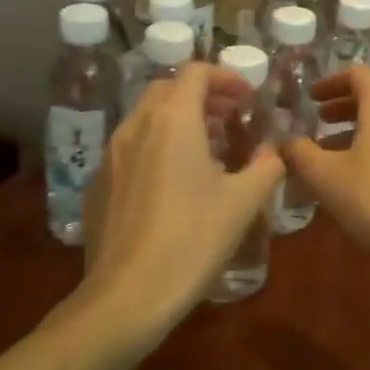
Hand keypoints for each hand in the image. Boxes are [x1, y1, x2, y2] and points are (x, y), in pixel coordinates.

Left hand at [79, 63, 283, 336]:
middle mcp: (136, 125)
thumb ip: (266, 166)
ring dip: (177, 119)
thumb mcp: (243, 202)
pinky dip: (155, 145)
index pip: (195, 72)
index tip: (247, 97)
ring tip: (206, 149)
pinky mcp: (97, 183)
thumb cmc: (192, 240)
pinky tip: (172, 183)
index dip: (225, 77)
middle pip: (167, 89)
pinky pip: (130, 147)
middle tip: (229, 117)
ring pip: (145, 117)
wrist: (126, 296)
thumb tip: (272, 151)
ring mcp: (110, 155)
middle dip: (201, 95)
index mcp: (172, 120)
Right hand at [280, 65, 369, 271]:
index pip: (357, 74)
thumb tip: (285, 141)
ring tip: (330, 151)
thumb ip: (300, 153)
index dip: (330, 82)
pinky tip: (357, 176)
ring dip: (357, 129)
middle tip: (318, 120)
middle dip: (343, 106)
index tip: (310, 97)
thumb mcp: (325, 176)